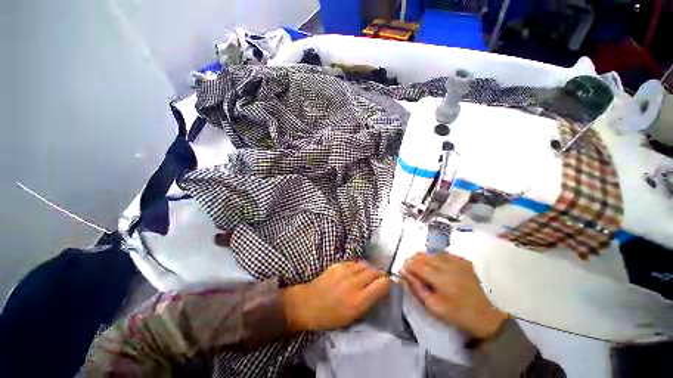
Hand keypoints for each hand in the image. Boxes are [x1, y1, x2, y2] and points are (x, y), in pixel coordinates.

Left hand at [282, 261, 390, 331]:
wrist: (309, 303)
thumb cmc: (331, 316)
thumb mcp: (352, 317)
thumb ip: (368, 302)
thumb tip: (379, 290)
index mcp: (359, 300)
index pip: (382, 284)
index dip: (387, 283)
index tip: (387, 285)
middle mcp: (354, 283)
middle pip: (375, 271)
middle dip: (379, 274)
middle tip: (378, 279)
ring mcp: (345, 271)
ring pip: (365, 265)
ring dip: (369, 269)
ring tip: (367, 275)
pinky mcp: (338, 264)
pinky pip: (354, 263)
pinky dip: (358, 267)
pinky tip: (354, 272)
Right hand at [401, 252, 506, 338]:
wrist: (483, 316)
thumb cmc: (456, 313)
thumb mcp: (432, 305)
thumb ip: (416, 287)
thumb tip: (404, 272)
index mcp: (440, 279)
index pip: (417, 264)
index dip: (408, 265)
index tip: (403, 270)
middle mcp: (448, 266)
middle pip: (424, 256)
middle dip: (414, 260)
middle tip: (411, 268)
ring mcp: (458, 262)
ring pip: (433, 252)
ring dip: (424, 257)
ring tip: (422, 266)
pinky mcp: (464, 262)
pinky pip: (445, 253)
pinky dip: (436, 256)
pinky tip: (436, 265)